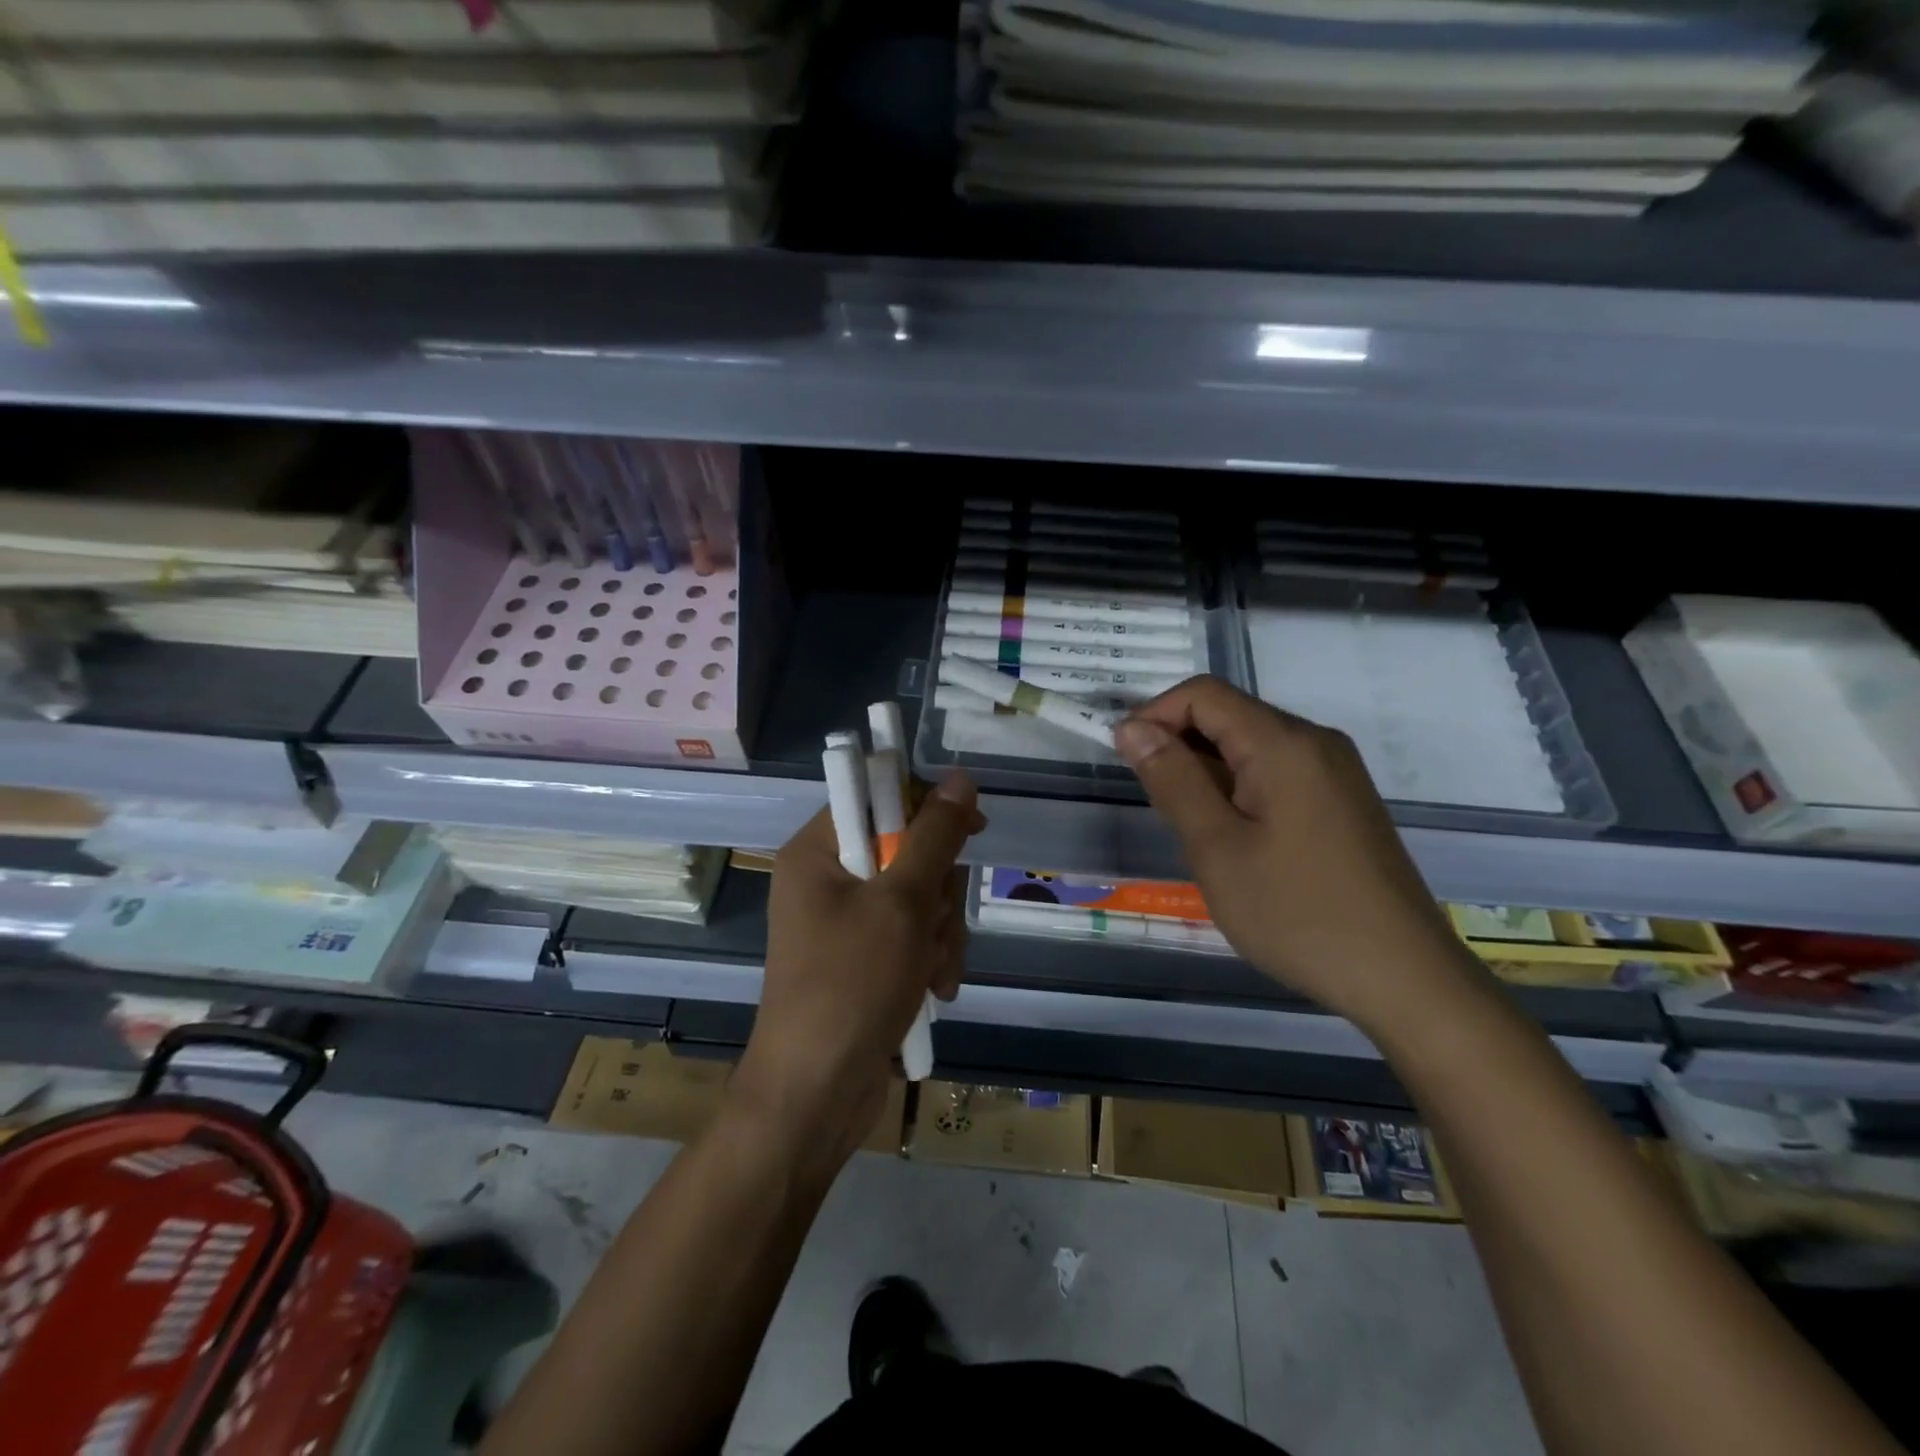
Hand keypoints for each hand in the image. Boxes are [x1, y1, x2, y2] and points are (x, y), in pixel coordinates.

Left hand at [735, 772, 984, 1166]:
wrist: (816, 1095)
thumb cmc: (851, 986)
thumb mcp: (901, 903)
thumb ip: (933, 837)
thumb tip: (959, 778)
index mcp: (818, 850)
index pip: (880, 798)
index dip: (929, 808)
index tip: (971, 830)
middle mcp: (827, 878)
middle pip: (908, 850)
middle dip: (938, 892)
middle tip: (935, 926)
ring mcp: (846, 921)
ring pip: (919, 896)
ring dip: (940, 932)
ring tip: (936, 972)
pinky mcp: (864, 958)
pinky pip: (912, 934)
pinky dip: (930, 957)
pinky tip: (936, 990)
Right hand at [1113, 677, 1480, 1032]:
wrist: (1404, 978)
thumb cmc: (1298, 913)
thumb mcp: (1218, 848)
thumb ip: (1173, 780)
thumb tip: (1133, 728)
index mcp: (1284, 743)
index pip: (1204, 695)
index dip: (1154, 716)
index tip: (1125, 762)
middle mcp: (1314, 742)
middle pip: (1229, 716)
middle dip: (1179, 745)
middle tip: (1156, 805)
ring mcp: (1335, 772)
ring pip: (1251, 747)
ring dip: (1207, 771)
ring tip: (1191, 829)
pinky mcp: (1342, 801)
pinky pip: (1276, 773)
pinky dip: (1238, 789)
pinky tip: (1232, 838)